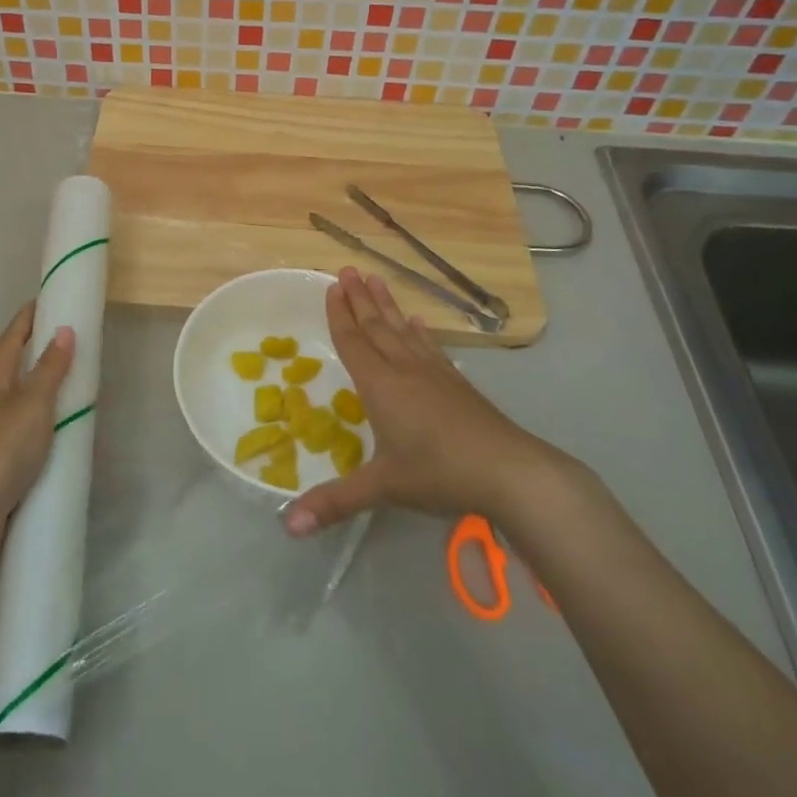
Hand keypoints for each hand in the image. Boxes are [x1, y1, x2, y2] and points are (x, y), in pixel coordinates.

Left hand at [0, 303, 74, 546]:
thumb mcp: (31, 406)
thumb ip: (49, 370)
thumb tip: (64, 330)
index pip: (12, 336)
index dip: (30, 315)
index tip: (51, 296)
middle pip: (16, 365)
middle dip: (42, 349)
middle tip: (76, 338)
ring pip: (23, 400)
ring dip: (47, 388)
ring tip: (79, 383)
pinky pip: (28, 431)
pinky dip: (48, 424)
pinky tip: (67, 434)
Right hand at [284, 268, 563, 536]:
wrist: (511, 472)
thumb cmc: (439, 474)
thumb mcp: (383, 488)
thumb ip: (334, 503)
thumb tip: (285, 527)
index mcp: (380, 386)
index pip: (353, 342)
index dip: (340, 315)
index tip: (331, 286)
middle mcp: (404, 370)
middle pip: (377, 327)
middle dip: (359, 299)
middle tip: (347, 269)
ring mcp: (435, 374)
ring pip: (403, 331)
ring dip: (387, 305)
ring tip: (376, 279)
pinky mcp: (458, 385)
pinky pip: (431, 349)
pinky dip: (421, 332)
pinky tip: (419, 322)